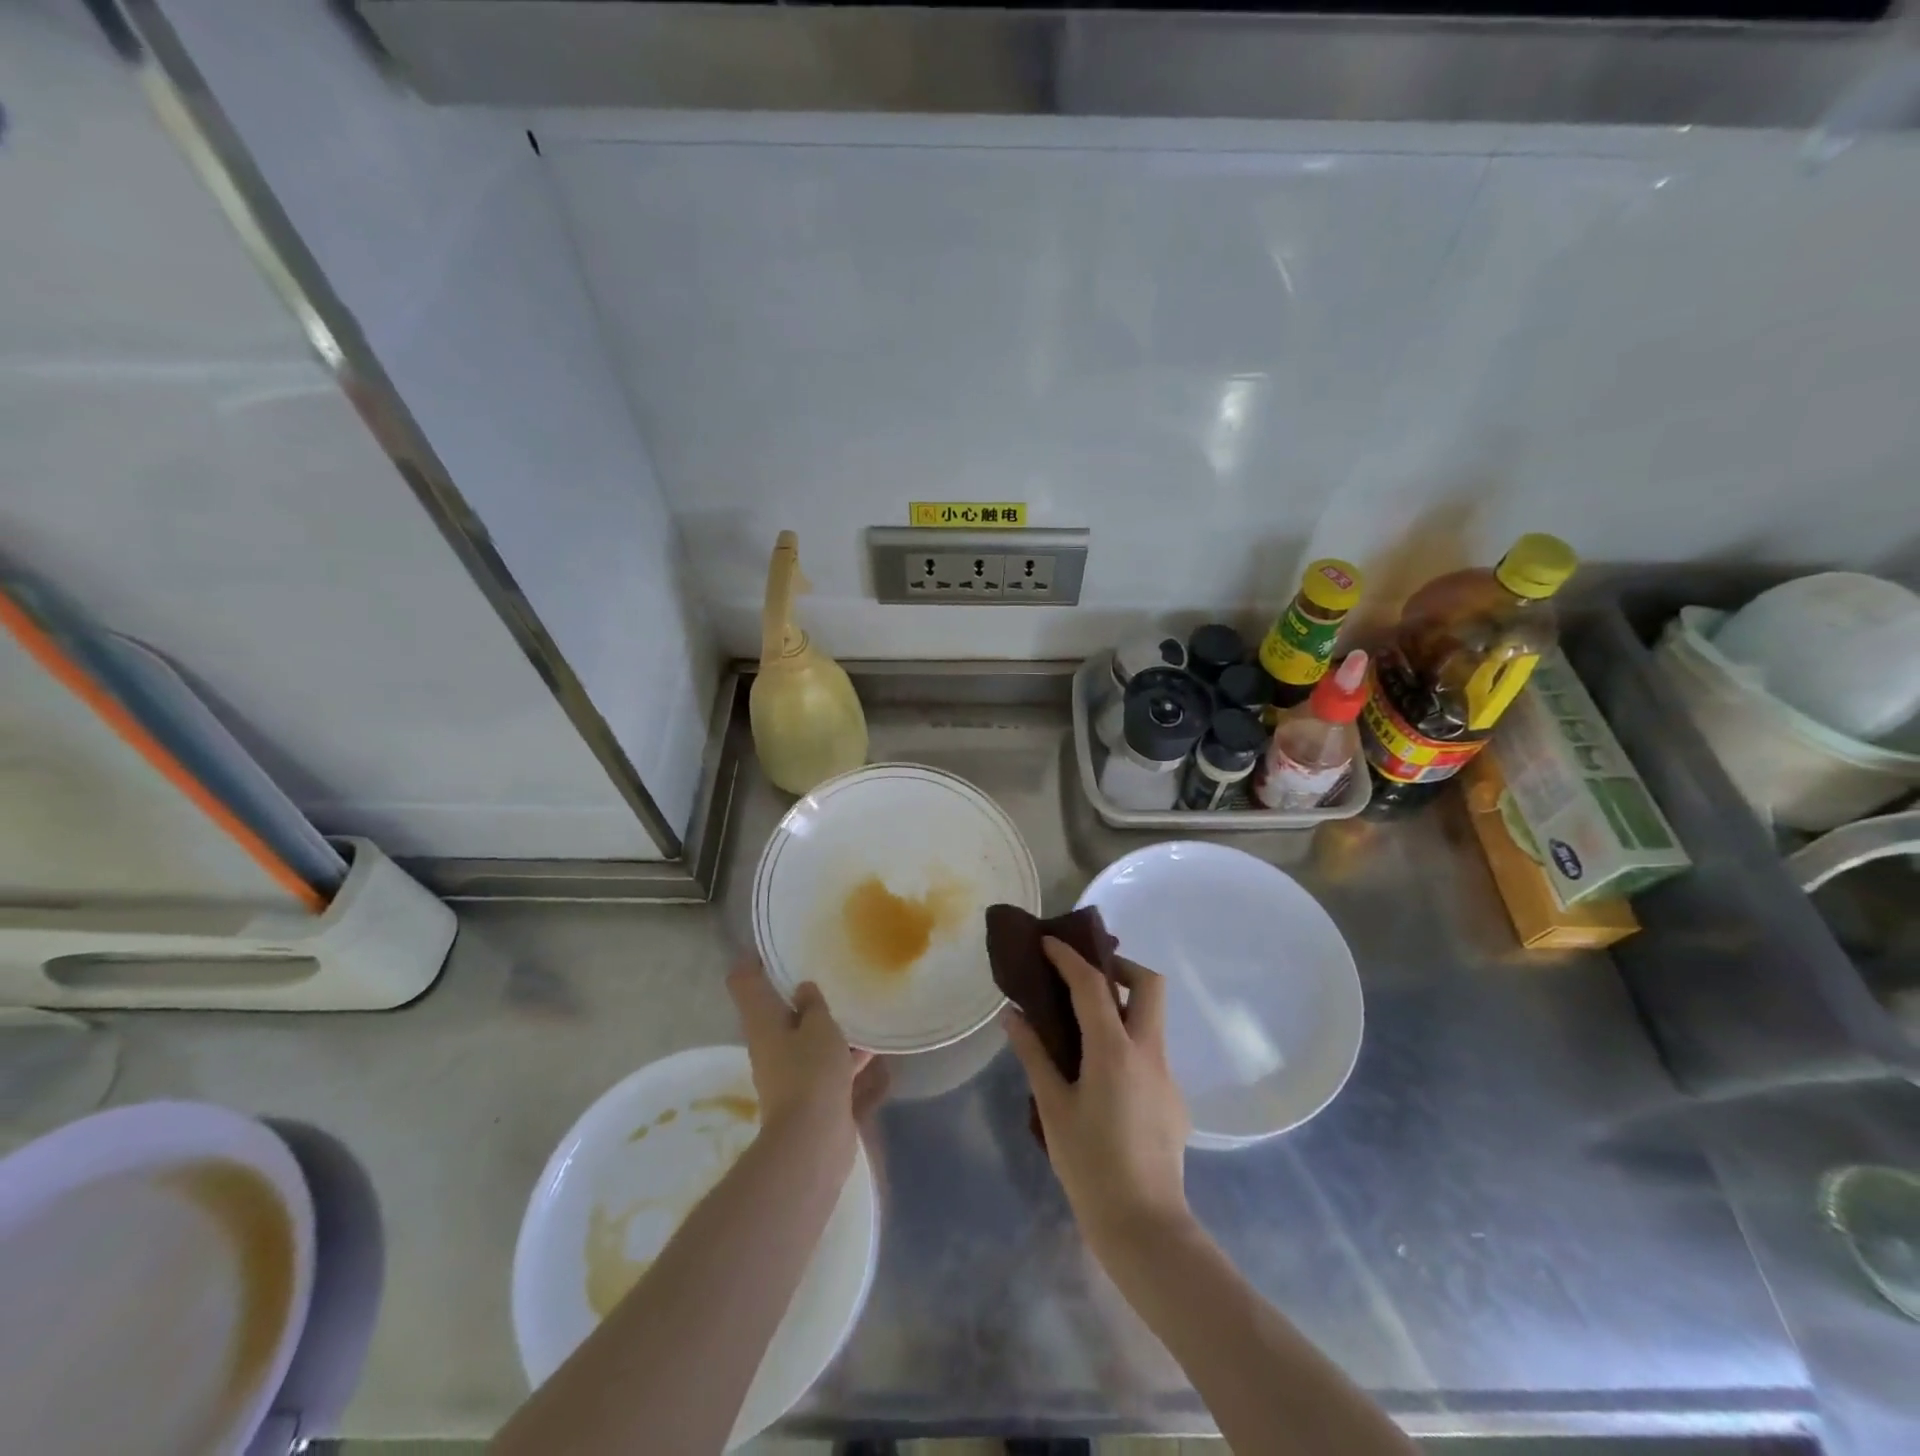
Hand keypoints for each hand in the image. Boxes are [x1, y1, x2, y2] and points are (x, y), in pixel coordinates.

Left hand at [727, 959, 886, 1147]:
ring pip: (806, 1037)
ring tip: (856, 1004)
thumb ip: (813, 1004)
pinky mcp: (811, 1093)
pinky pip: (826, 1064)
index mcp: (762, 1021)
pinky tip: (872, 1046)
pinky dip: (844, 1054)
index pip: (744, 981)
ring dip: (826, 1024)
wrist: (813, 1142)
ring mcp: (789, 1071)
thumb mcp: (819, 1027)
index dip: (754, 959)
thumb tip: (803, 988)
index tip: (775, 945)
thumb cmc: (810, 1072)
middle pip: (777, 1010)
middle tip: (826, 968)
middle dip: (798, 992)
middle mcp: (770, 1044)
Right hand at [1003, 938, 1192, 1254]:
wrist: (1145, 1228)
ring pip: (1153, 1018)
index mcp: (1115, 1050)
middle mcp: (1148, 1052)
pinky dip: (1127, 1043)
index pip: (1093, 984)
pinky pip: (1151, 1052)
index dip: (1069, 957)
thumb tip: (1012, 1015)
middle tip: (1085, 978)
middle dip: (1120, 967)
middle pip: (1150, 984)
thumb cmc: (1090, 1165)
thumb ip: (1033, 1054)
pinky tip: (1101, 1075)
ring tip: (1084, 1025)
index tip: (1048, 943)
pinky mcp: (1174, 1099)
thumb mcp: (1052, 1107)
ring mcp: (1167, 1075)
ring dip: (1124, 1005)